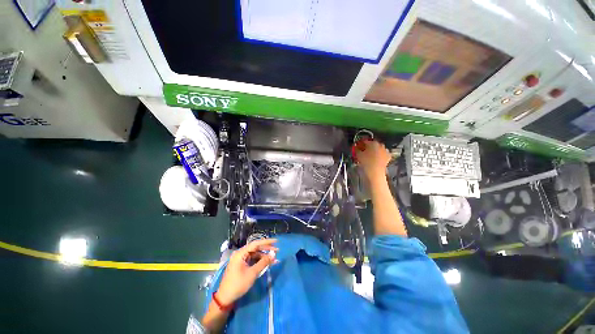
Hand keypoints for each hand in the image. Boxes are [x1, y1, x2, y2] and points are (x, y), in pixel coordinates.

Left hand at [216, 239, 277, 305]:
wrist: (225, 298)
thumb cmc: (238, 284)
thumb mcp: (252, 273)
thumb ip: (263, 262)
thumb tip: (273, 254)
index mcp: (241, 253)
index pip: (256, 244)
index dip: (267, 242)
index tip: (276, 241)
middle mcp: (240, 254)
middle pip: (256, 248)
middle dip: (267, 249)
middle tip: (277, 250)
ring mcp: (240, 259)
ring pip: (255, 254)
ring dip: (264, 256)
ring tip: (274, 259)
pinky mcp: (241, 265)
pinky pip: (252, 260)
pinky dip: (260, 261)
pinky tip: (267, 263)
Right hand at [355, 140, 390, 180]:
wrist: (375, 172)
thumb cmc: (366, 162)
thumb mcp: (358, 155)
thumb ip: (356, 149)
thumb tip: (355, 147)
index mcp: (373, 142)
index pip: (364, 141)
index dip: (359, 143)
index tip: (357, 147)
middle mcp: (380, 145)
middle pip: (372, 144)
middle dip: (367, 147)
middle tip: (362, 151)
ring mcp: (385, 151)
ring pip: (377, 149)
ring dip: (373, 151)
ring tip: (368, 156)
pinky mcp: (388, 157)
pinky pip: (381, 154)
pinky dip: (378, 155)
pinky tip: (374, 159)